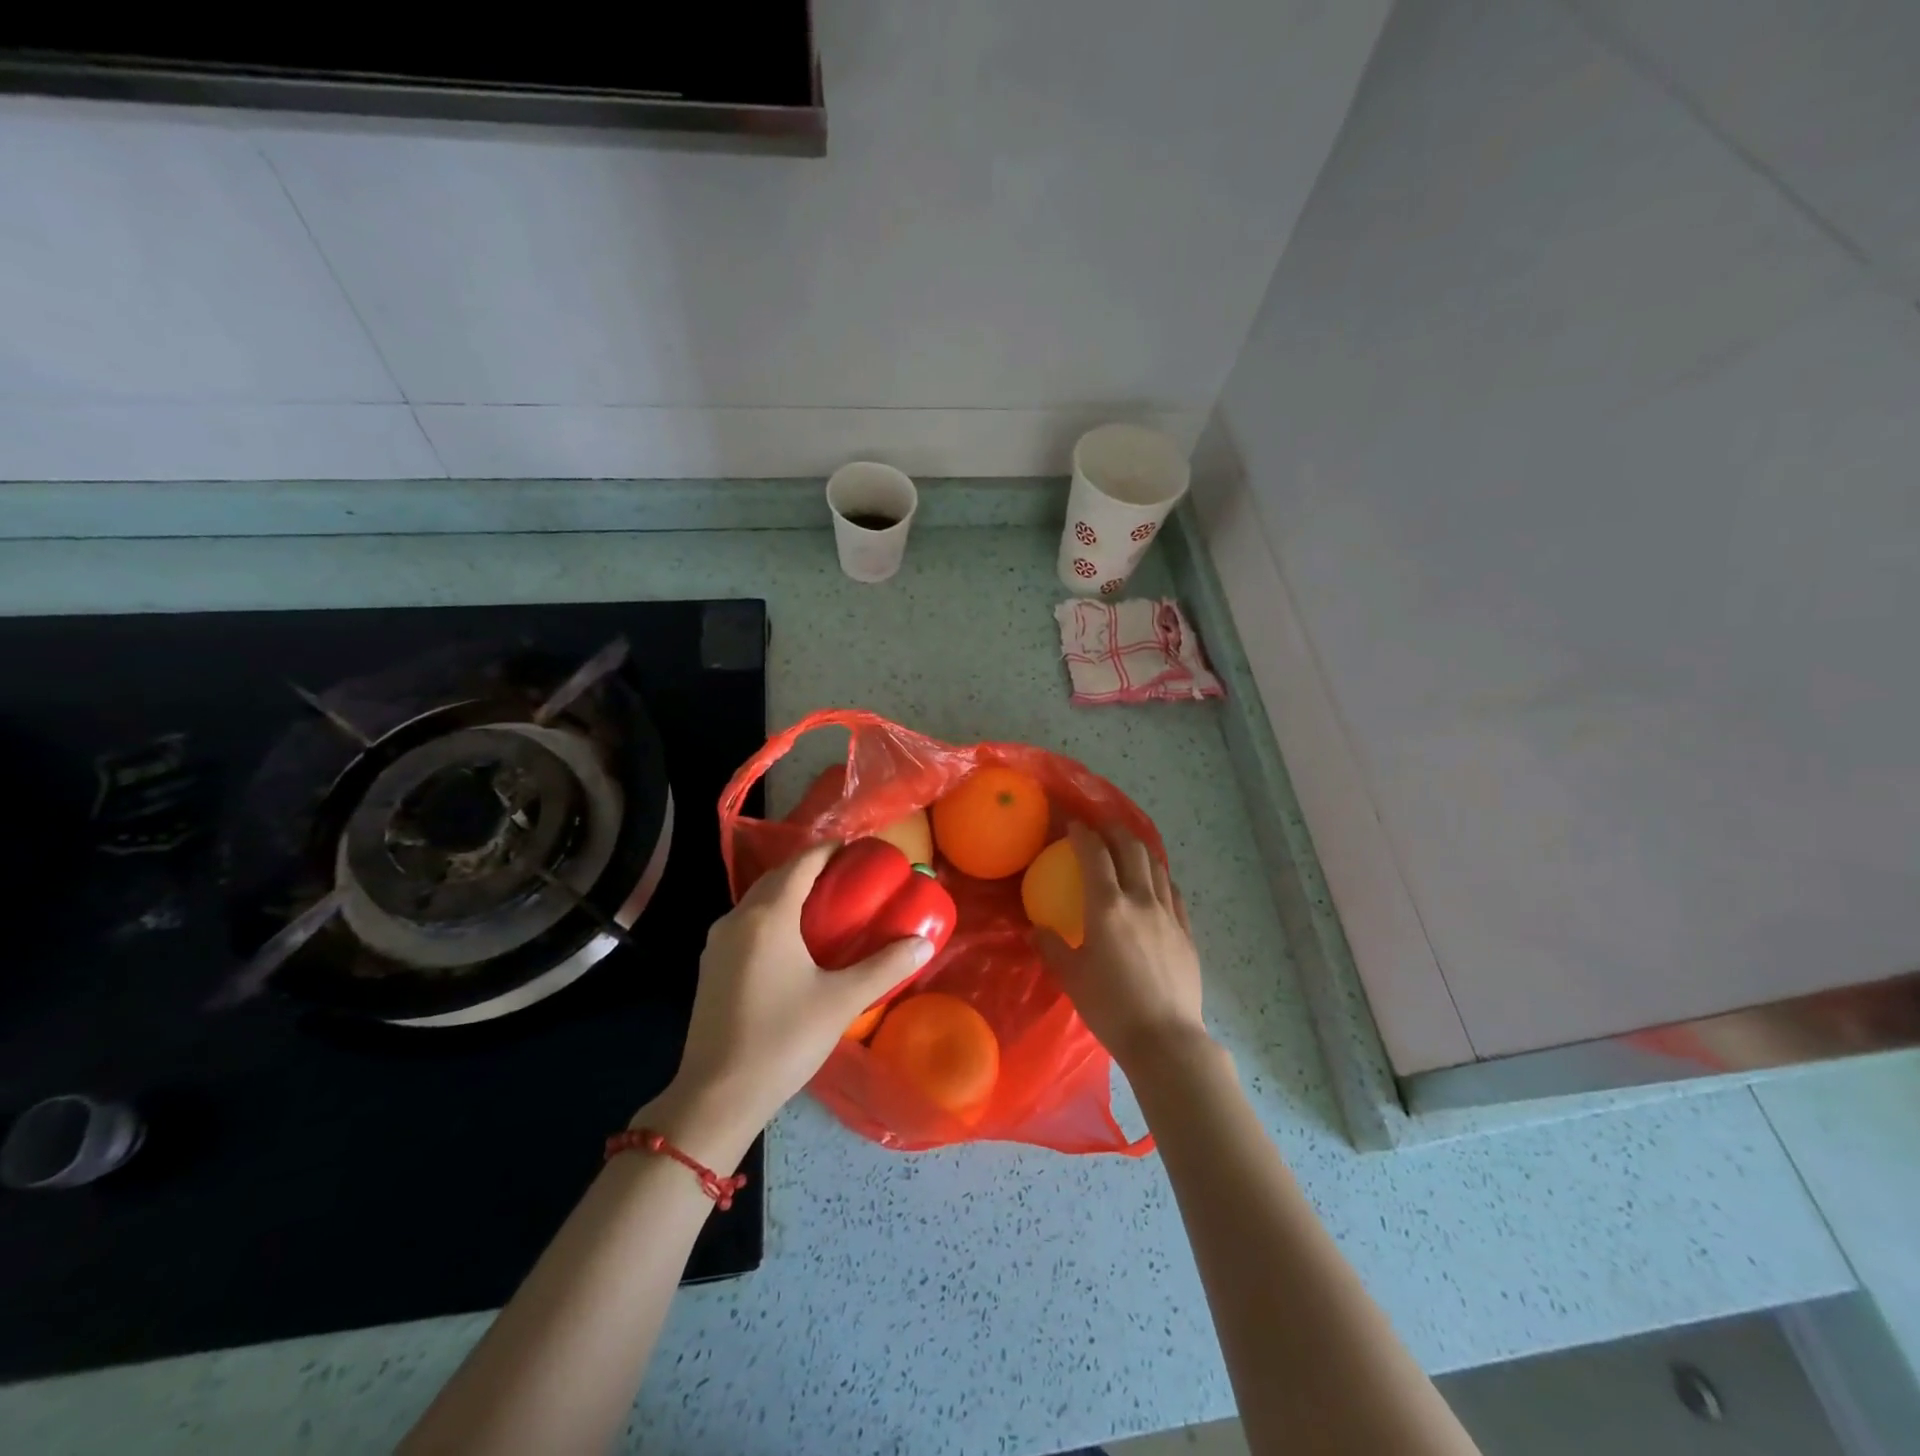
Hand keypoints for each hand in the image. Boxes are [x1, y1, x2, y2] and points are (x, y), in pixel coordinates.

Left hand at [646, 842, 934, 1154]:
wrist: (717, 1096)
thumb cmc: (782, 1039)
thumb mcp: (841, 1001)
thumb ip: (885, 967)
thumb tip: (923, 942)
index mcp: (768, 916)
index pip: (801, 863)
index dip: (829, 849)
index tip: (857, 848)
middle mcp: (737, 918)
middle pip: (777, 877)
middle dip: (810, 868)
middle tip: (848, 875)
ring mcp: (718, 943)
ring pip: (758, 900)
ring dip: (789, 892)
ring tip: (825, 903)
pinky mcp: (710, 967)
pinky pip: (747, 923)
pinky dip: (772, 916)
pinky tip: (793, 940)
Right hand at [1035, 821, 1207, 1072]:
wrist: (1165, 1039)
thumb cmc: (1111, 1008)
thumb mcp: (1071, 977)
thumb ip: (1051, 946)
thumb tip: (1036, 928)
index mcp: (1107, 907)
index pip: (1095, 855)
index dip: (1083, 834)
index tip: (1074, 825)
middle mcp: (1140, 900)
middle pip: (1131, 849)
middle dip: (1114, 830)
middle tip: (1101, 826)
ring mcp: (1168, 914)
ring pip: (1155, 865)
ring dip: (1139, 848)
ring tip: (1127, 845)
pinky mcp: (1185, 931)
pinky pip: (1172, 891)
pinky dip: (1159, 876)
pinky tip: (1155, 881)